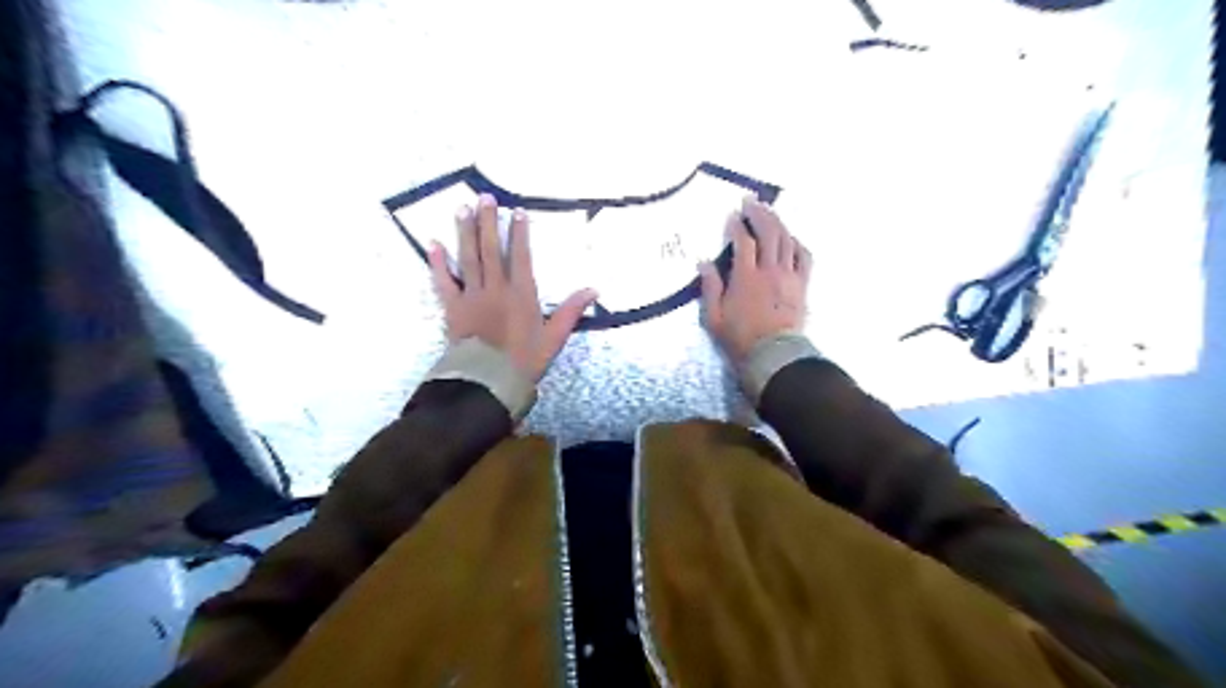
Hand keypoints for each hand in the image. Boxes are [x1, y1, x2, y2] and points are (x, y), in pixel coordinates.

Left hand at [428, 193, 597, 381]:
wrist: (489, 381)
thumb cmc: (525, 360)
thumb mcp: (554, 338)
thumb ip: (572, 311)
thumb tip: (594, 290)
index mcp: (521, 294)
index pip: (520, 256)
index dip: (519, 232)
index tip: (517, 211)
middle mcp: (495, 288)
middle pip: (491, 249)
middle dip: (488, 222)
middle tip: (484, 197)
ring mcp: (471, 296)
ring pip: (468, 258)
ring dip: (465, 232)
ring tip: (462, 208)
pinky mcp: (453, 308)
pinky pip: (443, 281)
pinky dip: (438, 263)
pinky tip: (433, 244)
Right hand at [705, 195, 811, 362]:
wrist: (772, 356)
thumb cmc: (739, 338)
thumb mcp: (713, 317)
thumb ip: (710, 288)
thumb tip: (704, 262)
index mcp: (746, 277)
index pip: (743, 242)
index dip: (737, 226)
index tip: (732, 216)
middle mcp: (770, 271)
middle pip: (768, 233)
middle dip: (759, 213)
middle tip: (751, 201)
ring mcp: (789, 276)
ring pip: (786, 240)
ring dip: (777, 222)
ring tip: (768, 211)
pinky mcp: (802, 284)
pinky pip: (804, 256)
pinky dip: (796, 242)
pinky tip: (790, 237)